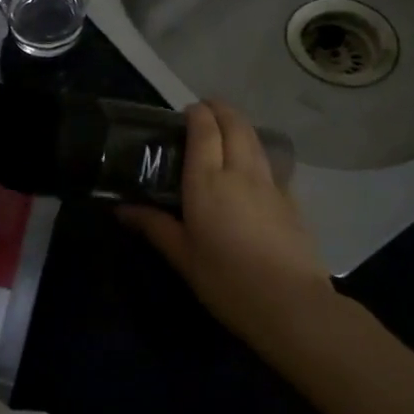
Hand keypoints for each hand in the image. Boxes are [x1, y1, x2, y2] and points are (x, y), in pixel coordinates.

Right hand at [121, 101, 334, 352]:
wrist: (291, 304)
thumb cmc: (227, 281)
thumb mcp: (182, 257)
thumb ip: (154, 226)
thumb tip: (121, 208)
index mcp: (207, 182)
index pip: (204, 131)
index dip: (197, 114)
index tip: (187, 110)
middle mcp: (240, 173)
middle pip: (235, 125)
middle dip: (220, 110)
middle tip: (205, 110)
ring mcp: (271, 184)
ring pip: (256, 139)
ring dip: (240, 125)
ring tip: (226, 128)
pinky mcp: (291, 200)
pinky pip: (270, 163)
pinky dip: (257, 151)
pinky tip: (252, 167)